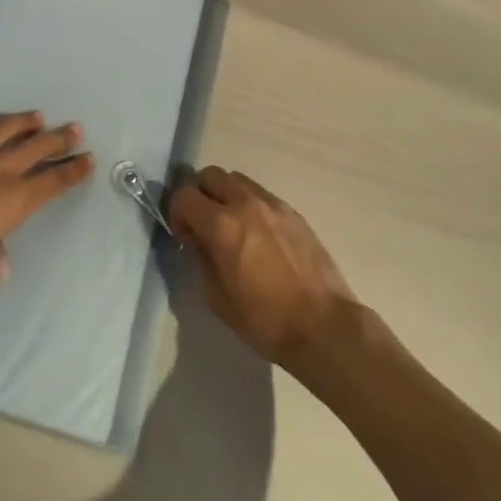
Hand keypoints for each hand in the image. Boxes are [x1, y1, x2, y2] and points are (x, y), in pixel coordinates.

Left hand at [0, 113, 92, 296]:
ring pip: (3, 128)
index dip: (73, 170)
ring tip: (36, 116)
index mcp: (14, 200)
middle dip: (60, 137)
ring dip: (23, 122)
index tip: (88, 158)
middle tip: (75, 128)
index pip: (53, 181)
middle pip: (37, 147)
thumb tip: (1, 265)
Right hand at [169, 166, 355, 367]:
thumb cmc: (267, 321)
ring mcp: (272, 203)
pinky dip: (249, 204)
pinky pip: (260, 194)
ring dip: (225, 195)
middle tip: (203, 225)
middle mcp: (245, 203)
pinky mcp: (292, 211)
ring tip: (231, 227)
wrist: (324, 325)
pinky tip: (257, 235)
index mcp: (222, 225)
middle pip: (210, 175)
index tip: (184, 237)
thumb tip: (198, 242)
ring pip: (237, 179)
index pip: (185, 196)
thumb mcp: (218, 300)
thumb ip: (202, 261)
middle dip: (199, 194)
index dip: (177, 213)